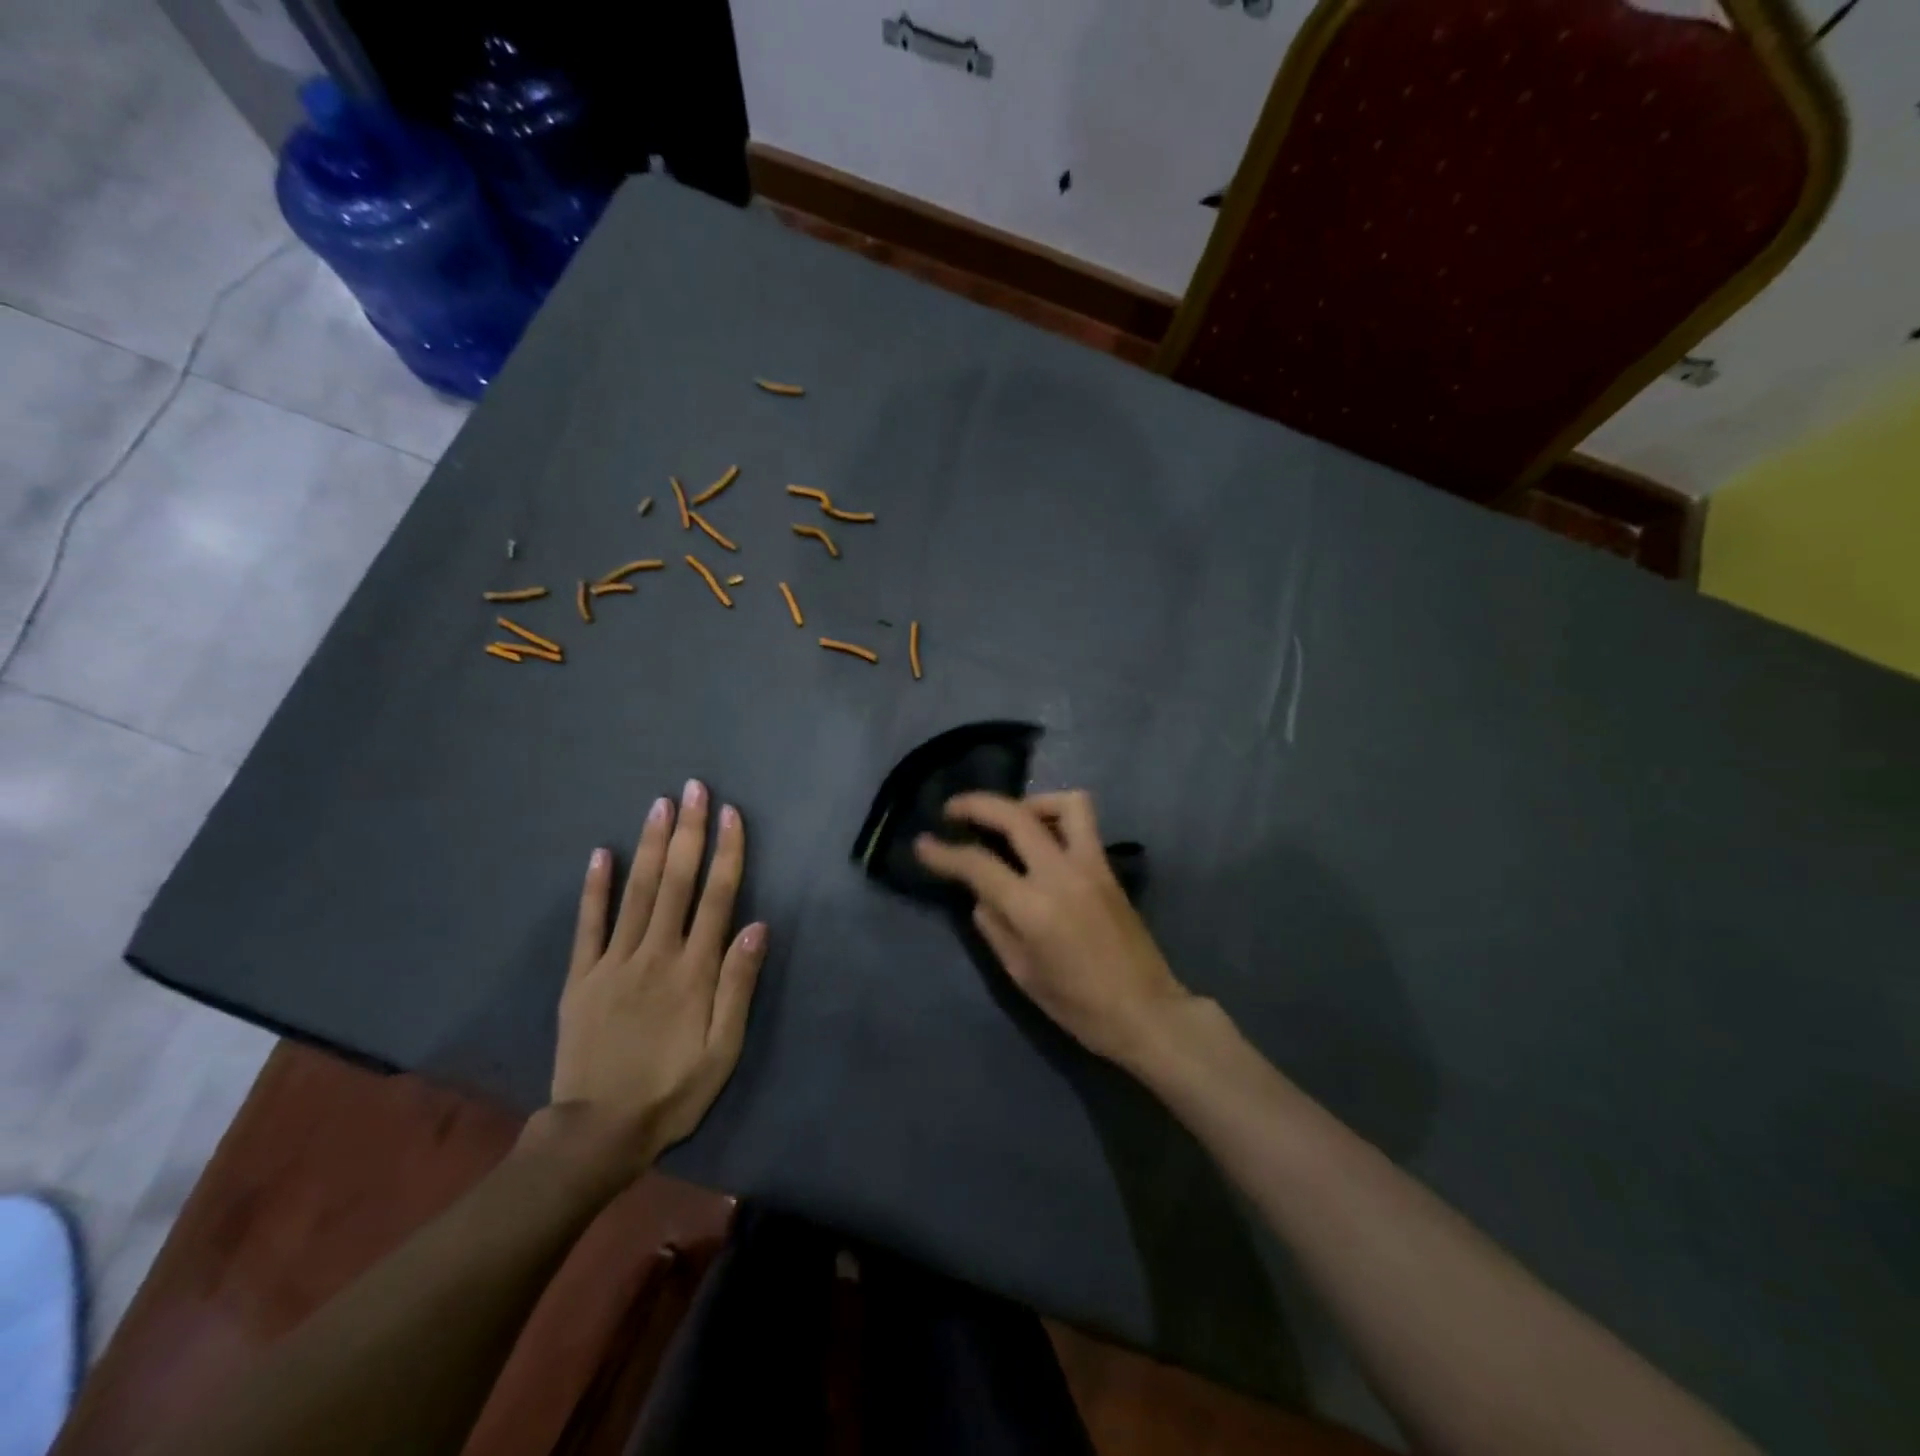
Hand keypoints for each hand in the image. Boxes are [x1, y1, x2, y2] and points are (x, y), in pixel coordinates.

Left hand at [547, 779, 767, 1184]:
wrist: (598, 1132)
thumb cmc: (673, 1089)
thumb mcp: (722, 1049)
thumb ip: (738, 986)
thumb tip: (757, 926)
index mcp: (693, 971)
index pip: (716, 898)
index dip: (727, 852)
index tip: (731, 814)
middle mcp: (655, 954)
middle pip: (676, 882)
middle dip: (689, 831)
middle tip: (694, 788)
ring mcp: (612, 962)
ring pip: (636, 892)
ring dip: (651, 845)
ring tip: (660, 805)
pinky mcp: (580, 977)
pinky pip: (587, 924)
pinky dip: (594, 887)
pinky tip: (601, 853)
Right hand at [913, 791, 1190, 1067]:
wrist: (1147, 1012)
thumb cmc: (1079, 1006)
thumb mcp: (1023, 975)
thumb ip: (995, 928)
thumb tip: (980, 895)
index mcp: (1034, 908)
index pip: (978, 865)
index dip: (944, 853)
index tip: (923, 843)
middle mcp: (1062, 875)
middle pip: (1016, 817)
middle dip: (977, 804)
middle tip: (953, 809)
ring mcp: (1092, 866)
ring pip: (1065, 804)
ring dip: (1030, 802)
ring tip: (1011, 819)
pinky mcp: (1110, 870)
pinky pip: (1084, 825)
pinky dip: (1057, 818)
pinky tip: (1043, 840)